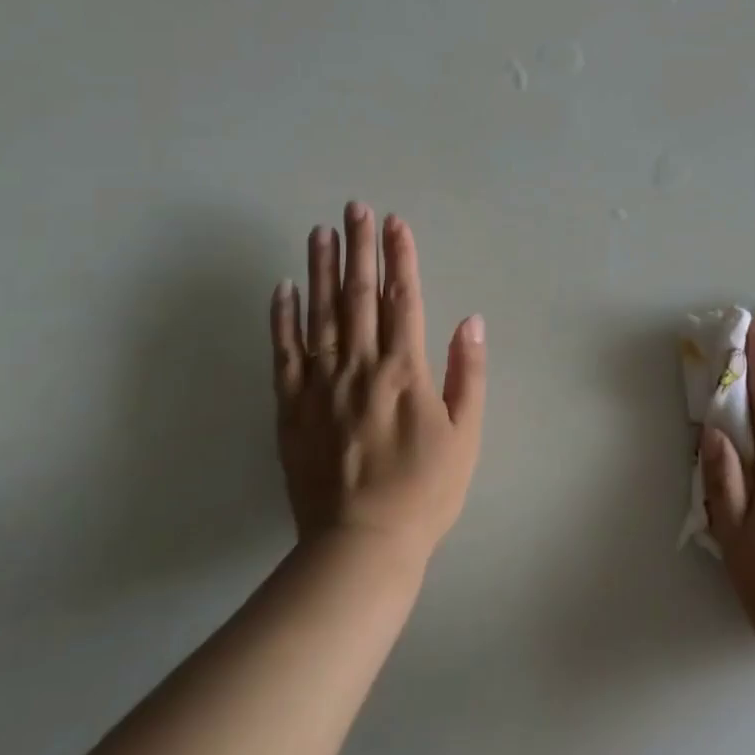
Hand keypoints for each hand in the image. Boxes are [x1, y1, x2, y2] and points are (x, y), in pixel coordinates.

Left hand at [270, 202, 486, 566]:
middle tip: (354, 208)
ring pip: (320, 315)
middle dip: (359, 248)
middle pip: (359, 296)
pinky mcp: (291, 410)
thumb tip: (472, 320)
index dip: (400, 257)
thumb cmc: (426, 491)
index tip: (395, 222)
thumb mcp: (466, 435)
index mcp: (405, 371)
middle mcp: (360, 368)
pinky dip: (282, 318)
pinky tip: (283, 288)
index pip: (404, 299)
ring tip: (320, 231)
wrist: (362, 546)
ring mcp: (320, 387)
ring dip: (322, 269)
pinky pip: (284, 355)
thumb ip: (469, 374)